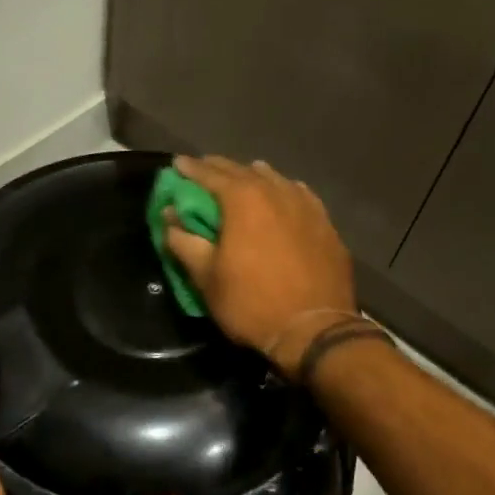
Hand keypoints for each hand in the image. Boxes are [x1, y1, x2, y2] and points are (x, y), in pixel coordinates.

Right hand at [161, 155, 357, 377]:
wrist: (314, 329)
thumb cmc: (252, 303)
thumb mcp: (206, 278)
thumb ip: (184, 241)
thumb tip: (169, 216)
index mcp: (243, 199)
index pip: (210, 174)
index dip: (190, 169)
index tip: (177, 164)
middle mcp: (276, 192)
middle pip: (242, 171)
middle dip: (219, 169)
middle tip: (203, 169)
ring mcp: (306, 205)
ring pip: (274, 180)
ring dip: (253, 177)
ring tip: (242, 178)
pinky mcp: (326, 223)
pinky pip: (299, 196)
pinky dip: (283, 192)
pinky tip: (282, 196)